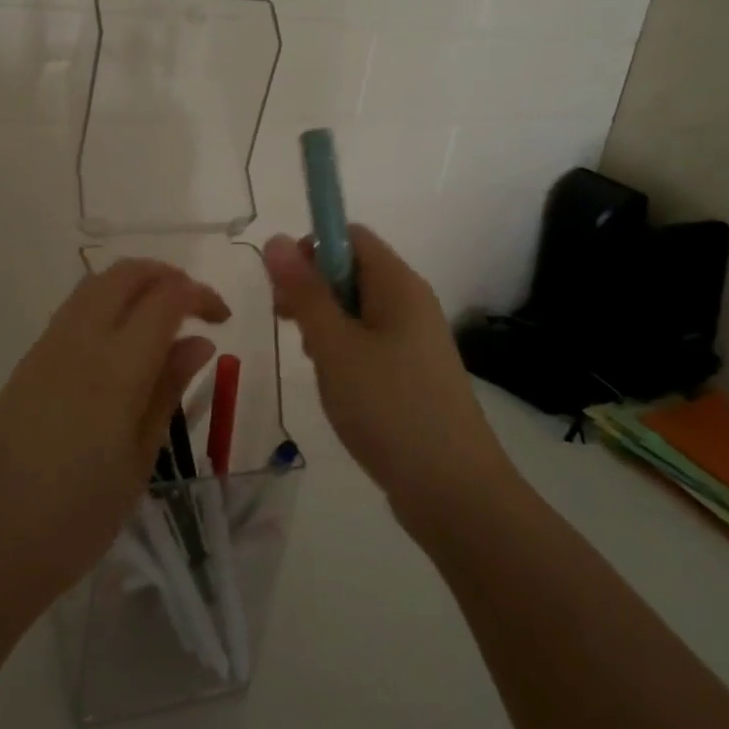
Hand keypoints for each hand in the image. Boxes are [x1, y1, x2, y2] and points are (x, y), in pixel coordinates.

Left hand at [0, 259, 229, 608]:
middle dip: (166, 275)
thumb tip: (198, 341)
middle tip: (194, 307)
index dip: (199, 294)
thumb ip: (168, 390)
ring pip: (96, 284)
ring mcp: (47, 346)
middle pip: (126, 274)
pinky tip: (120, 344)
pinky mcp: (28, 361)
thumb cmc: (77, 518)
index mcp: (115, 368)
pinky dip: (106, 304)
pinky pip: (74, 310)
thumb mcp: (139, 460)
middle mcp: (79, 341)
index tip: (222, 317)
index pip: (165, 298)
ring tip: (161, 320)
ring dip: (134, 285)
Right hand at [263, 226, 508, 527]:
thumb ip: (304, 291)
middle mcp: (410, 302)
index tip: (285, 287)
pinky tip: (335, 384)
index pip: (350, 236)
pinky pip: (369, 341)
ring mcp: (414, 339)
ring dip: (325, 324)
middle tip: (289, 325)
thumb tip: (276, 238)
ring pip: (356, 309)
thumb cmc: (389, 407)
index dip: (312, 249)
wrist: (453, 492)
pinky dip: (343, 351)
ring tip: (315, 362)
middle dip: (313, 289)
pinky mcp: (412, 372)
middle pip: (351, 270)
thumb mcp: (335, 345)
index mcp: (398, 284)